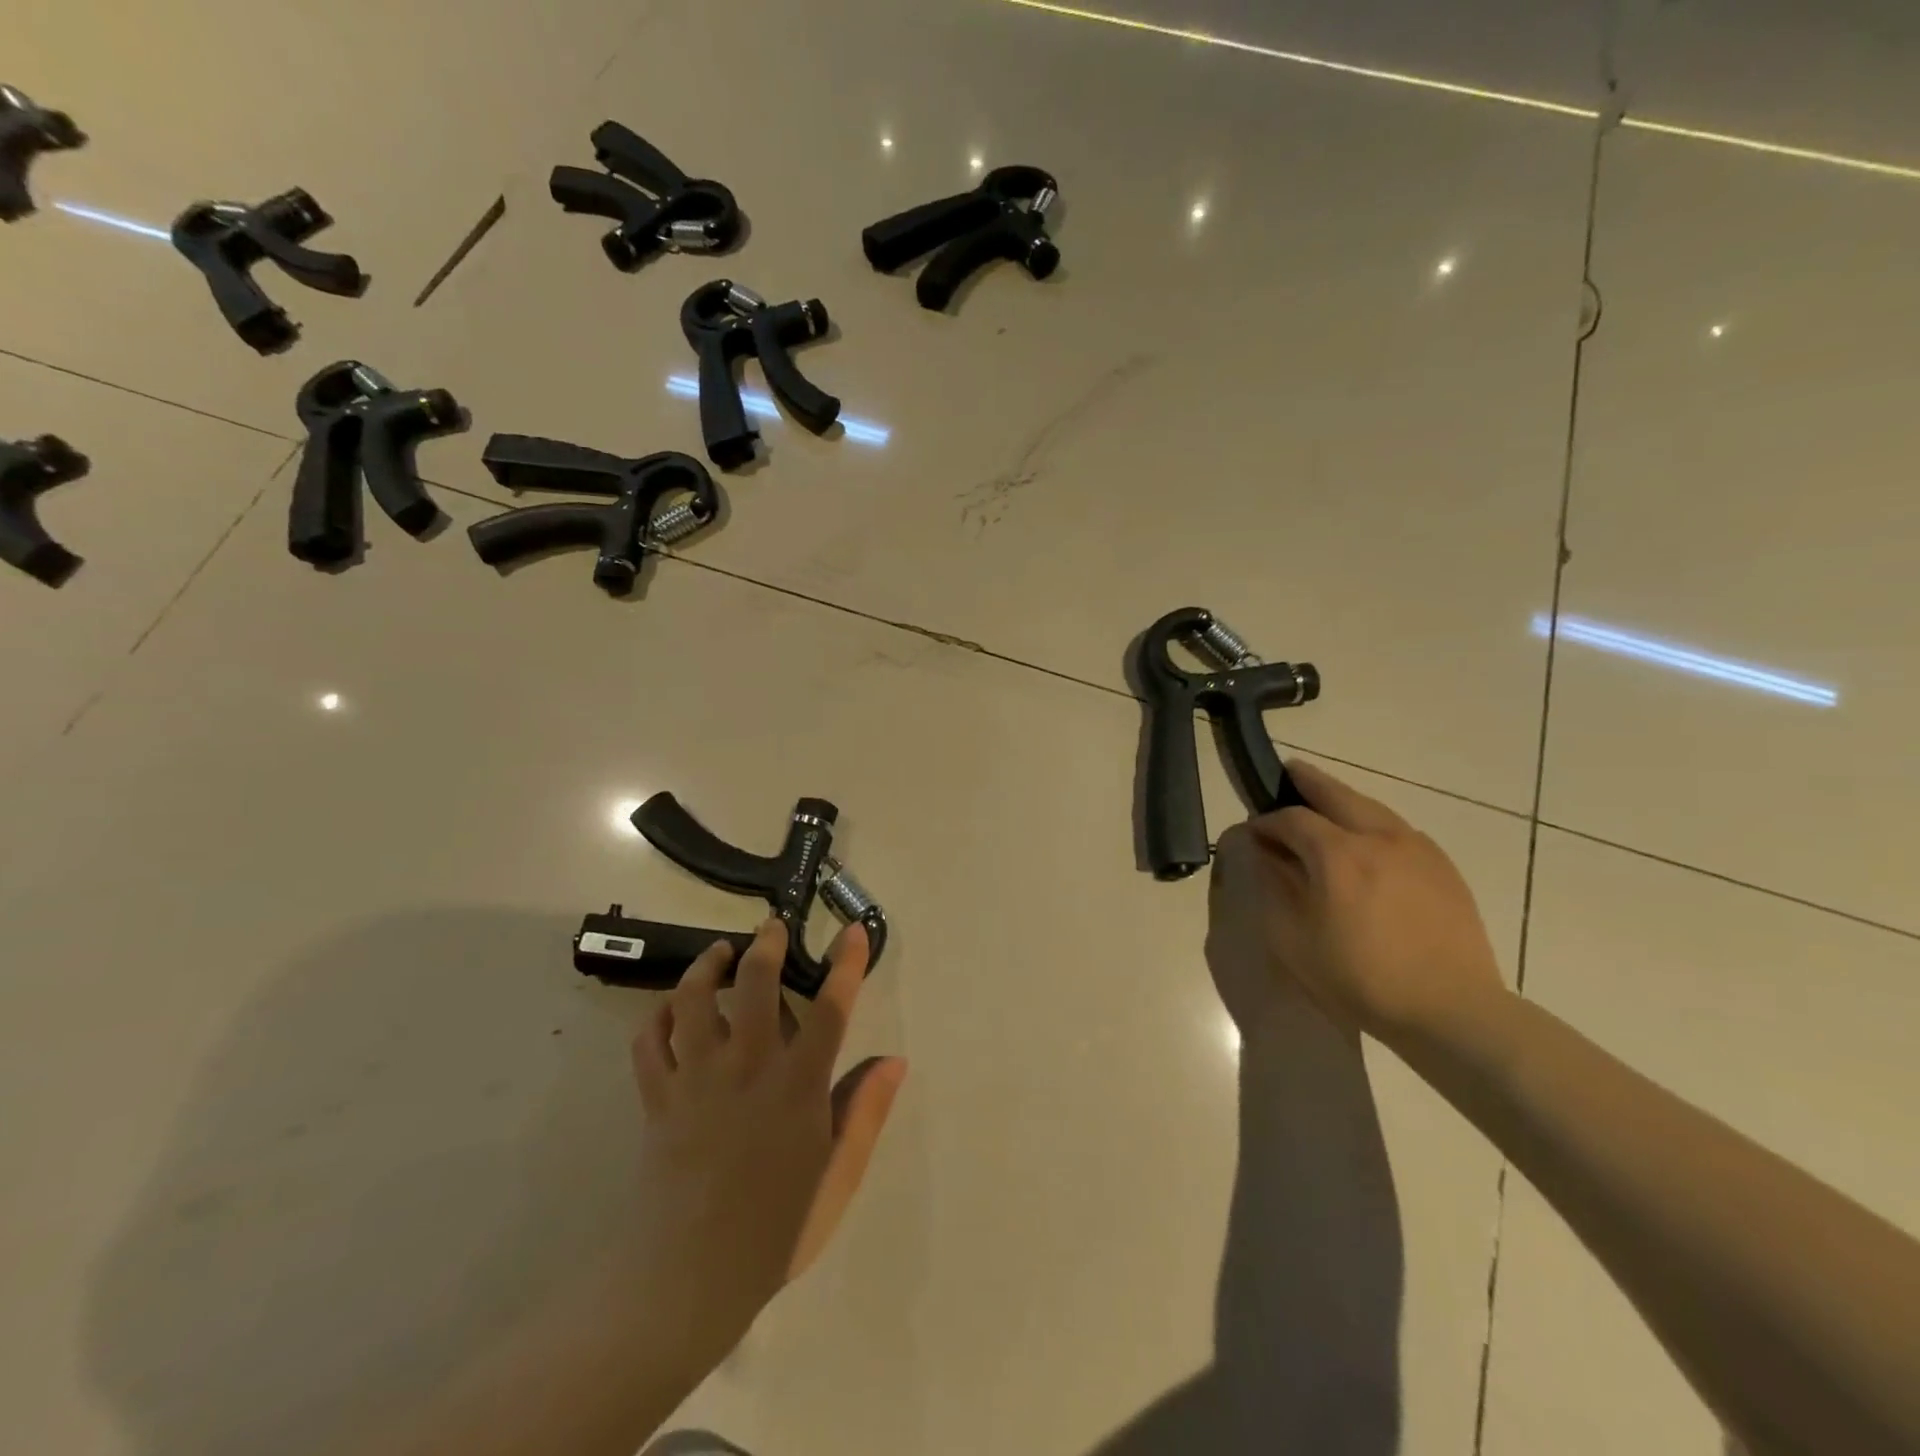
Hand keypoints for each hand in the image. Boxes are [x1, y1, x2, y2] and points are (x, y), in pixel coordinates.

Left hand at [627, 918, 905, 1370]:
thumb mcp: (838, 1176)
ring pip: (694, 1000)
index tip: (853, 931)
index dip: (846, 965)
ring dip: (707, 966)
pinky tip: (671, 1010)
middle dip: (766, 945)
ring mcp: (696, 1080)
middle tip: (771, 928)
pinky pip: (649, 1042)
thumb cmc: (776, 1229)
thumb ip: (865, 1112)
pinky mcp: (657, 1099)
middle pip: (755, 984)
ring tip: (719, 954)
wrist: (687, 1281)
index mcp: (797, 1086)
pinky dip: (657, 1017)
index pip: (830, 1009)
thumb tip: (894, 1061)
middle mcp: (747, 1068)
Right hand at [1207, 759, 1505, 1045]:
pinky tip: (1367, 843)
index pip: (1291, 818)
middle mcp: (1378, 837)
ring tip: (1325, 805)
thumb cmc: (1360, 978)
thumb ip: (1273, 888)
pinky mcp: (1443, 867)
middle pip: (1336, 793)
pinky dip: (1372, 823)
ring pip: (1371, 807)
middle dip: (1306, 781)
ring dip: (1342, 800)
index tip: (1253, 834)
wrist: (1452, 1010)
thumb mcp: (1293, 940)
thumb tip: (1264, 855)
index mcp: (1337, 854)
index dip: (1266, 822)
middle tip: (1287, 773)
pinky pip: (1398, 830)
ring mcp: (1417, 848)